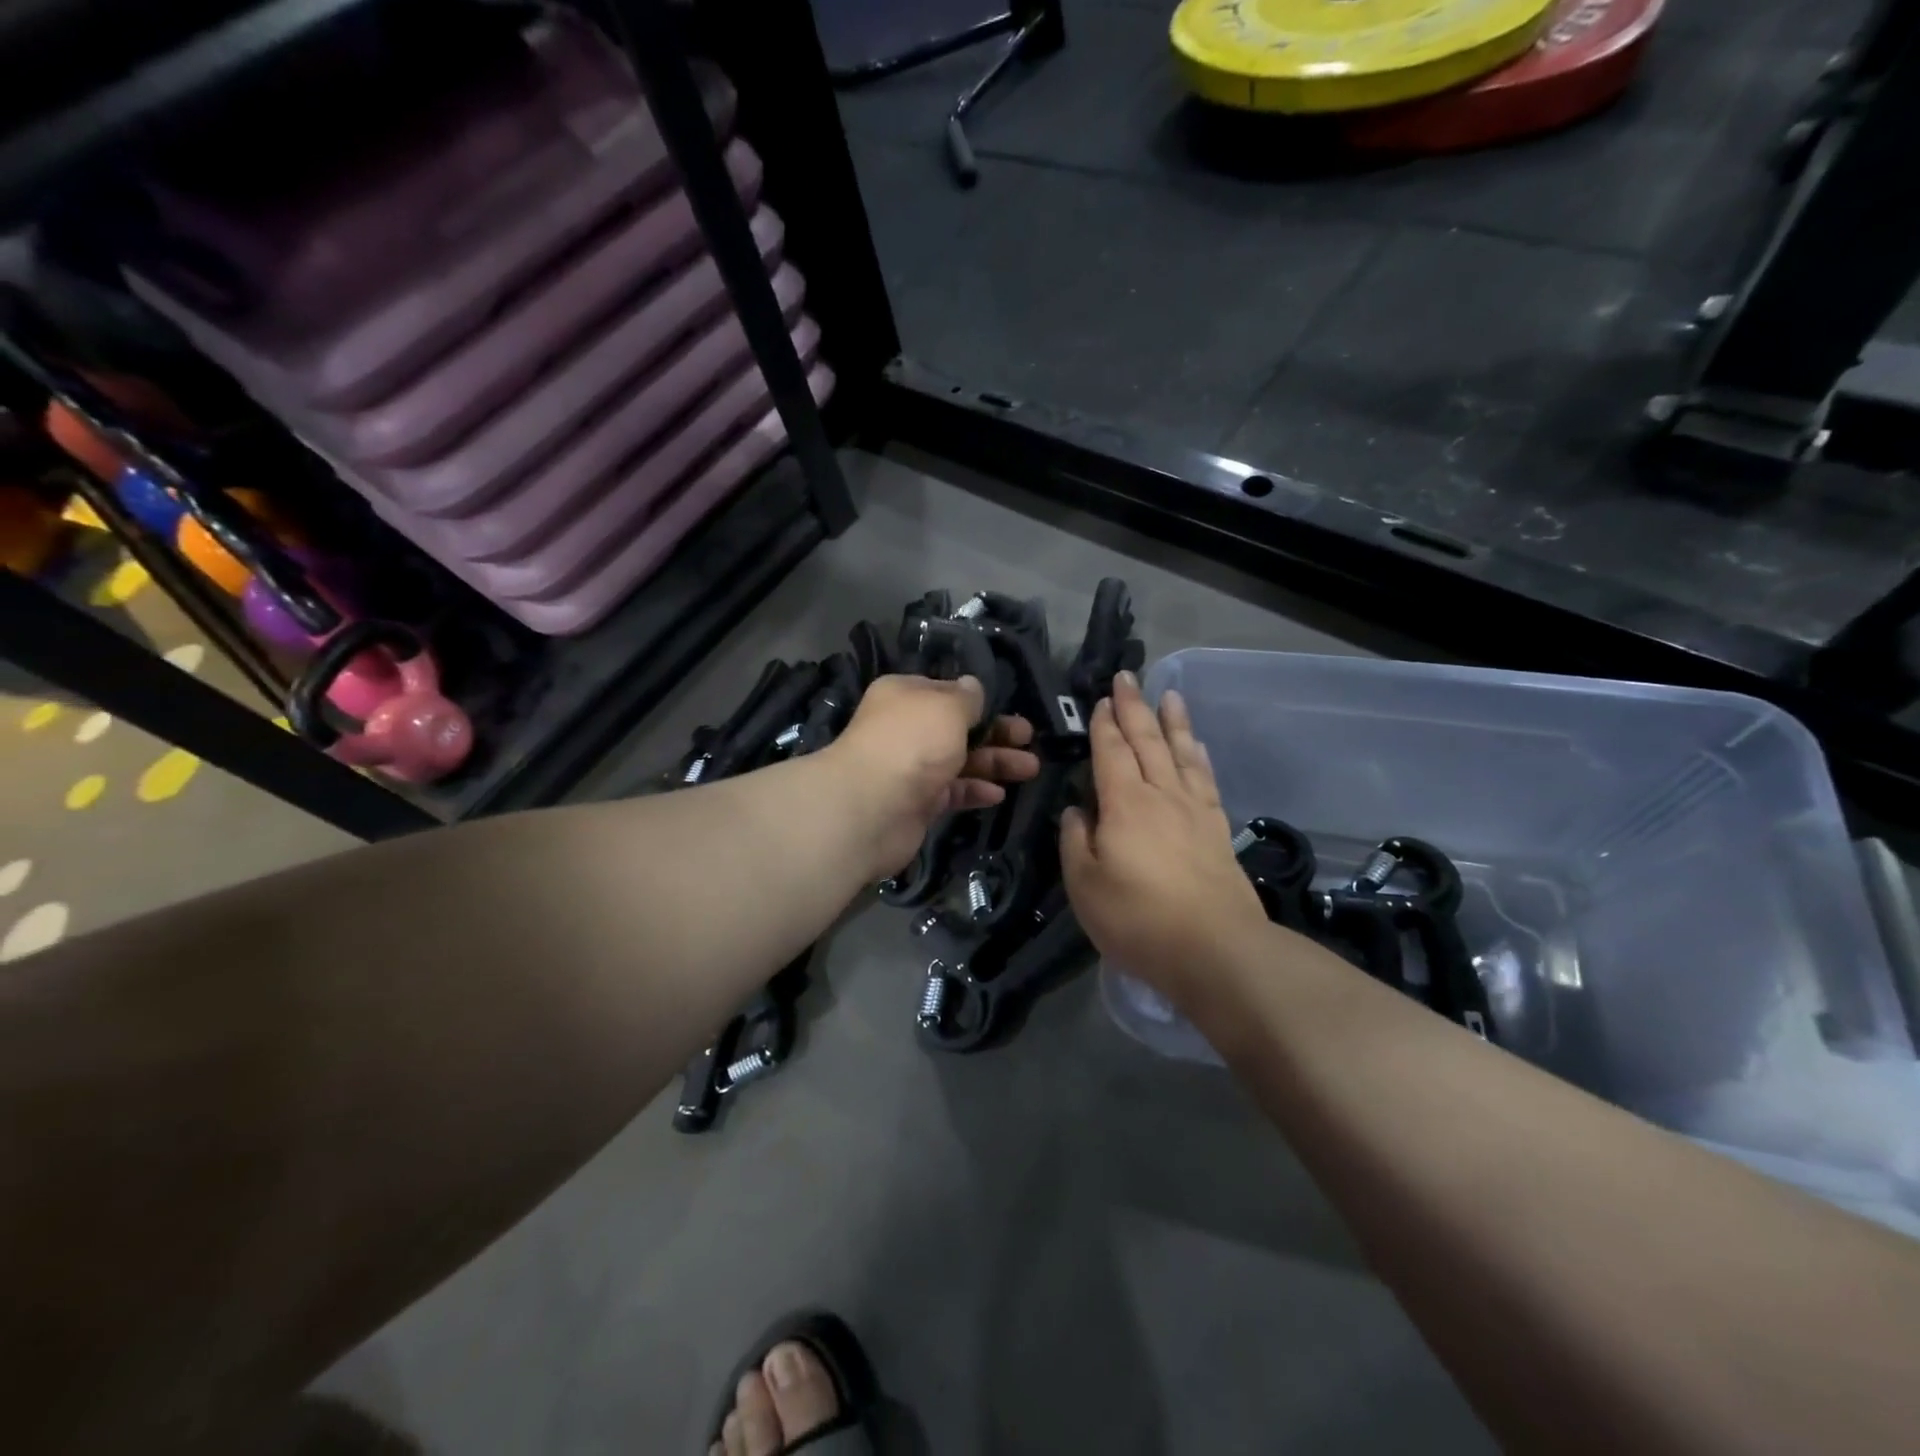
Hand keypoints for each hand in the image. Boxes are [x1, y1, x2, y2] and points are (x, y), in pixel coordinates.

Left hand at [823, 674, 1038, 881]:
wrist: (871, 807)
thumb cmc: (912, 743)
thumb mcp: (947, 707)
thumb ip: (967, 697)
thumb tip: (973, 686)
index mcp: (905, 696)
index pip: (945, 692)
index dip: (976, 700)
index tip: (1005, 707)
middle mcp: (906, 729)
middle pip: (957, 728)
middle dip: (995, 732)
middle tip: (1028, 738)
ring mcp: (910, 768)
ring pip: (959, 761)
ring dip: (994, 763)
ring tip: (1031, 768)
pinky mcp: (917, 803)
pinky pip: (952, 792)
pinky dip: (975, 791)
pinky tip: (999, 794)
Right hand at [1061, 672, 1267, 1002]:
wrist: (1216, 949)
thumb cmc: (1138, 918)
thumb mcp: (1085, 884)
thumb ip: (1076, 841)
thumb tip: (1079, 811)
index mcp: (1125, 803)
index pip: (1111, 752)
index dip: (1105, 724)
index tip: (1103, 699)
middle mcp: (1161, 795)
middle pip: (1147, 742)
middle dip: (1135, 708)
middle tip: (1128, 678)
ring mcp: (1194, 810)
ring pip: (1181, 753)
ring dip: (1173, 722)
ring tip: (1169, 695)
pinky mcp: (1217, 830)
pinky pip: (1206, 779)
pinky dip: (1199, 756)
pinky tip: (1197, 747)